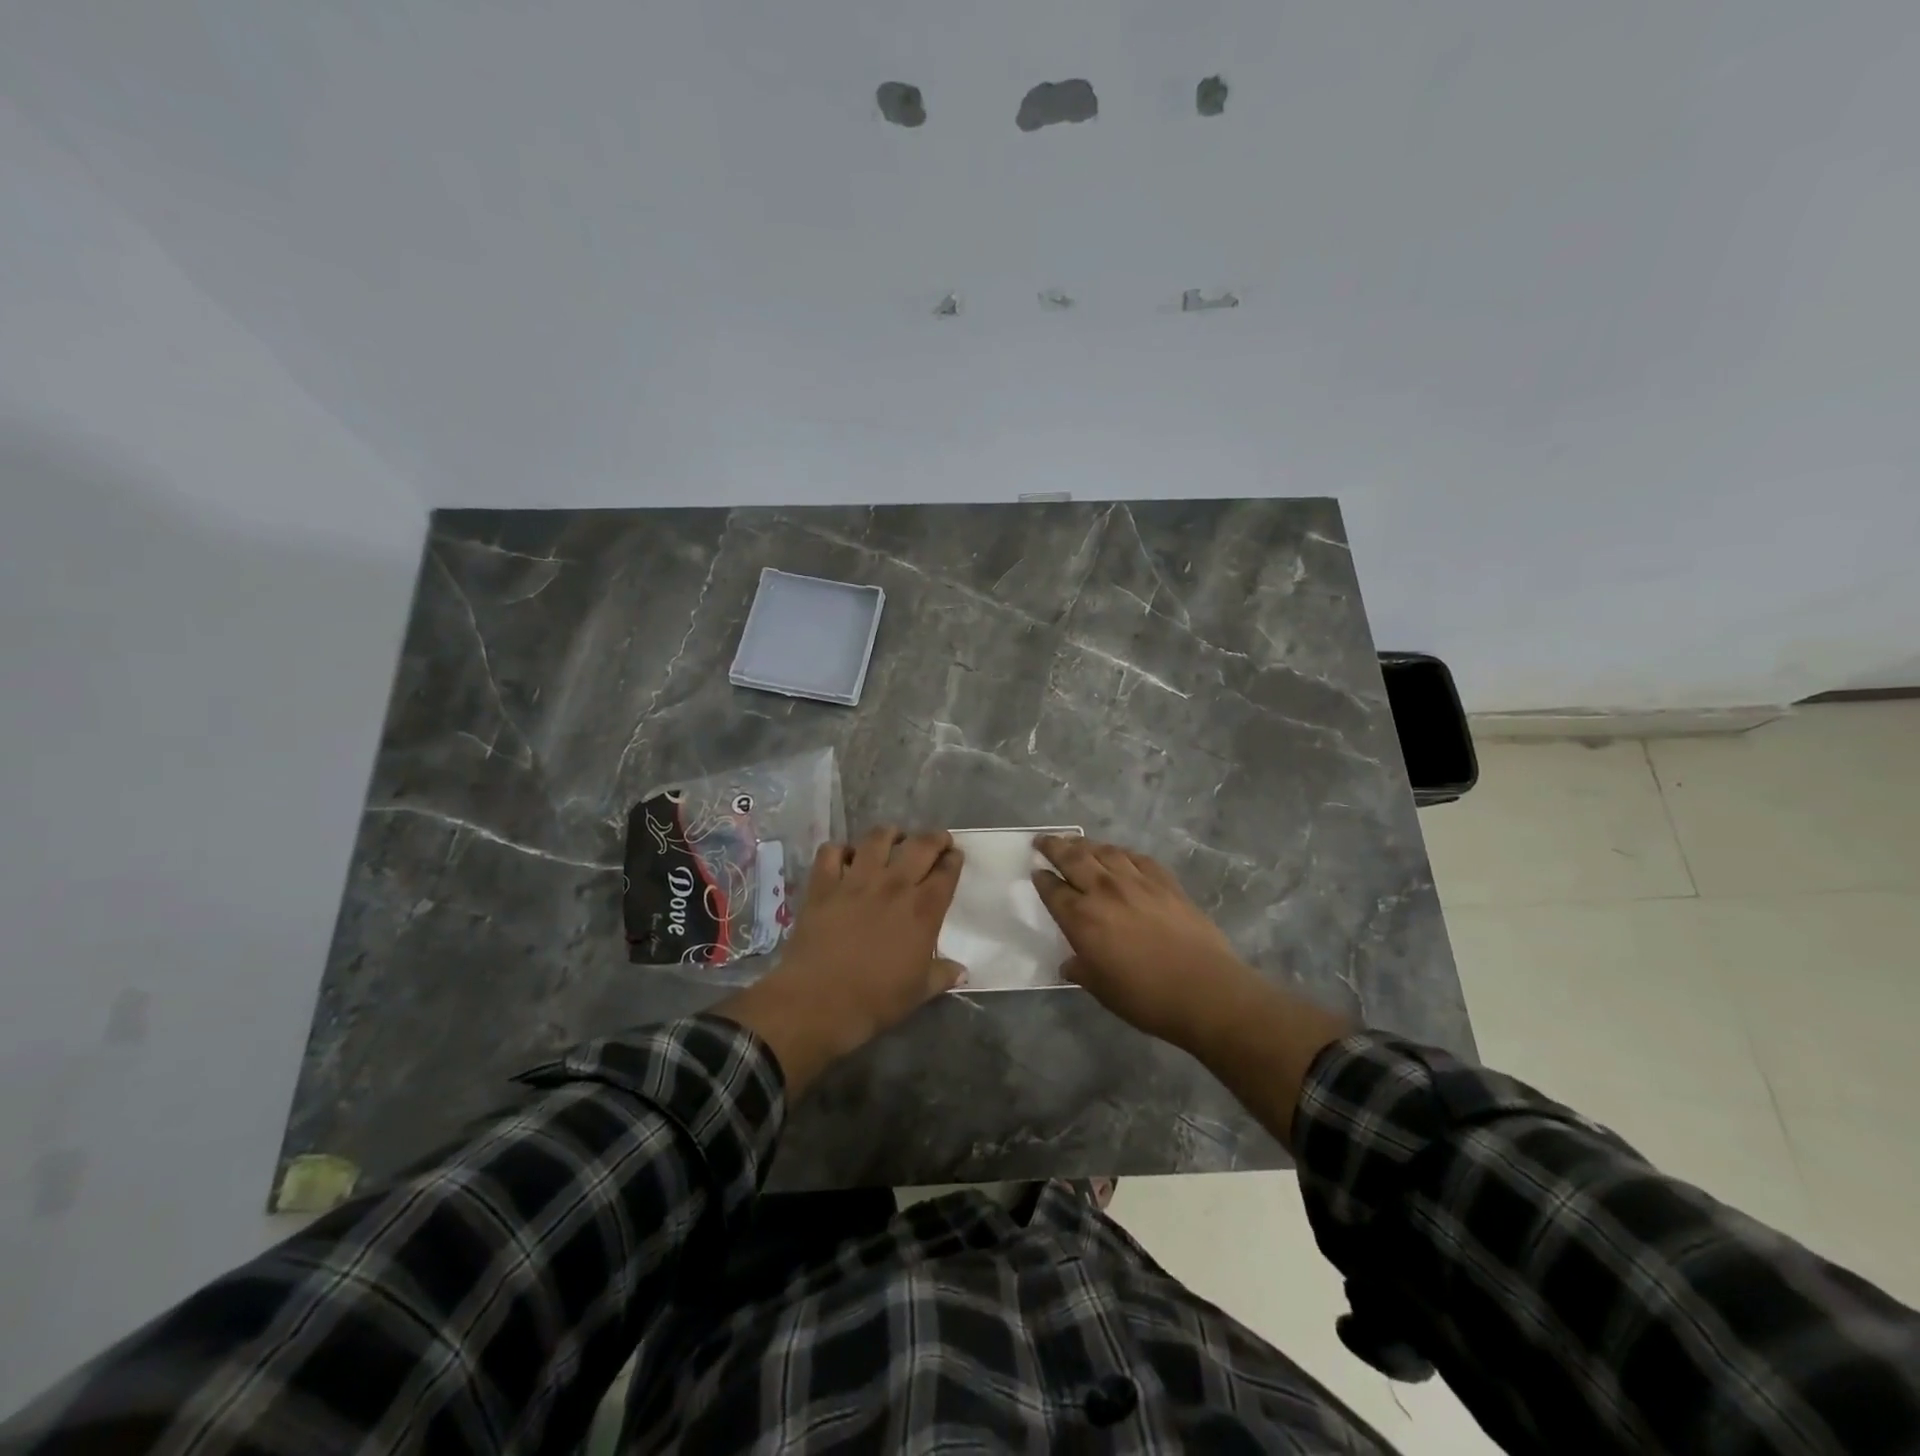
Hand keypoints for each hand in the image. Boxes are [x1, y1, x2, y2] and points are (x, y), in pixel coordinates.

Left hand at [715, 828, 963, 1093]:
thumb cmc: (875, 1000)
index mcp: (923, 910)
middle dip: (934, 838)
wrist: (818, 1001)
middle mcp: (894, 885)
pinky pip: (831, 852)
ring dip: (890, 833)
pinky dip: (839, 849)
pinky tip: (844, 857)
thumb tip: (962, 971)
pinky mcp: (823, 884)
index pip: (946, 872)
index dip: (954, 860)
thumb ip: (942, 975)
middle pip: (920, 845)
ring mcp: (856, 880)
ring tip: (893, 837)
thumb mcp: (918, 992)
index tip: (955, 857)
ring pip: (877, 838)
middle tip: (937, 840)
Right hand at [1031, 836, 1262, 1050]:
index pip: (1053, 890)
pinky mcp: (1165, 882)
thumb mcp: (1101, 989)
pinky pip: (1137, 857)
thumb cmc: (1145, 997)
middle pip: (1073, 858)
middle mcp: (1104, 891)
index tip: (1035, 871)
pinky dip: (1122, 852)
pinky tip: (1119, 854)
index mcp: (1081, 918)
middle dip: (1053, 846)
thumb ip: (1081, 970)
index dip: (1041, 879)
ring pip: (1104, 851)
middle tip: (1042, 840)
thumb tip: (1070, 962)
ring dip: (1085, 844)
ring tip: (1076, 841)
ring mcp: (1137, 882)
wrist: (1204, 990)